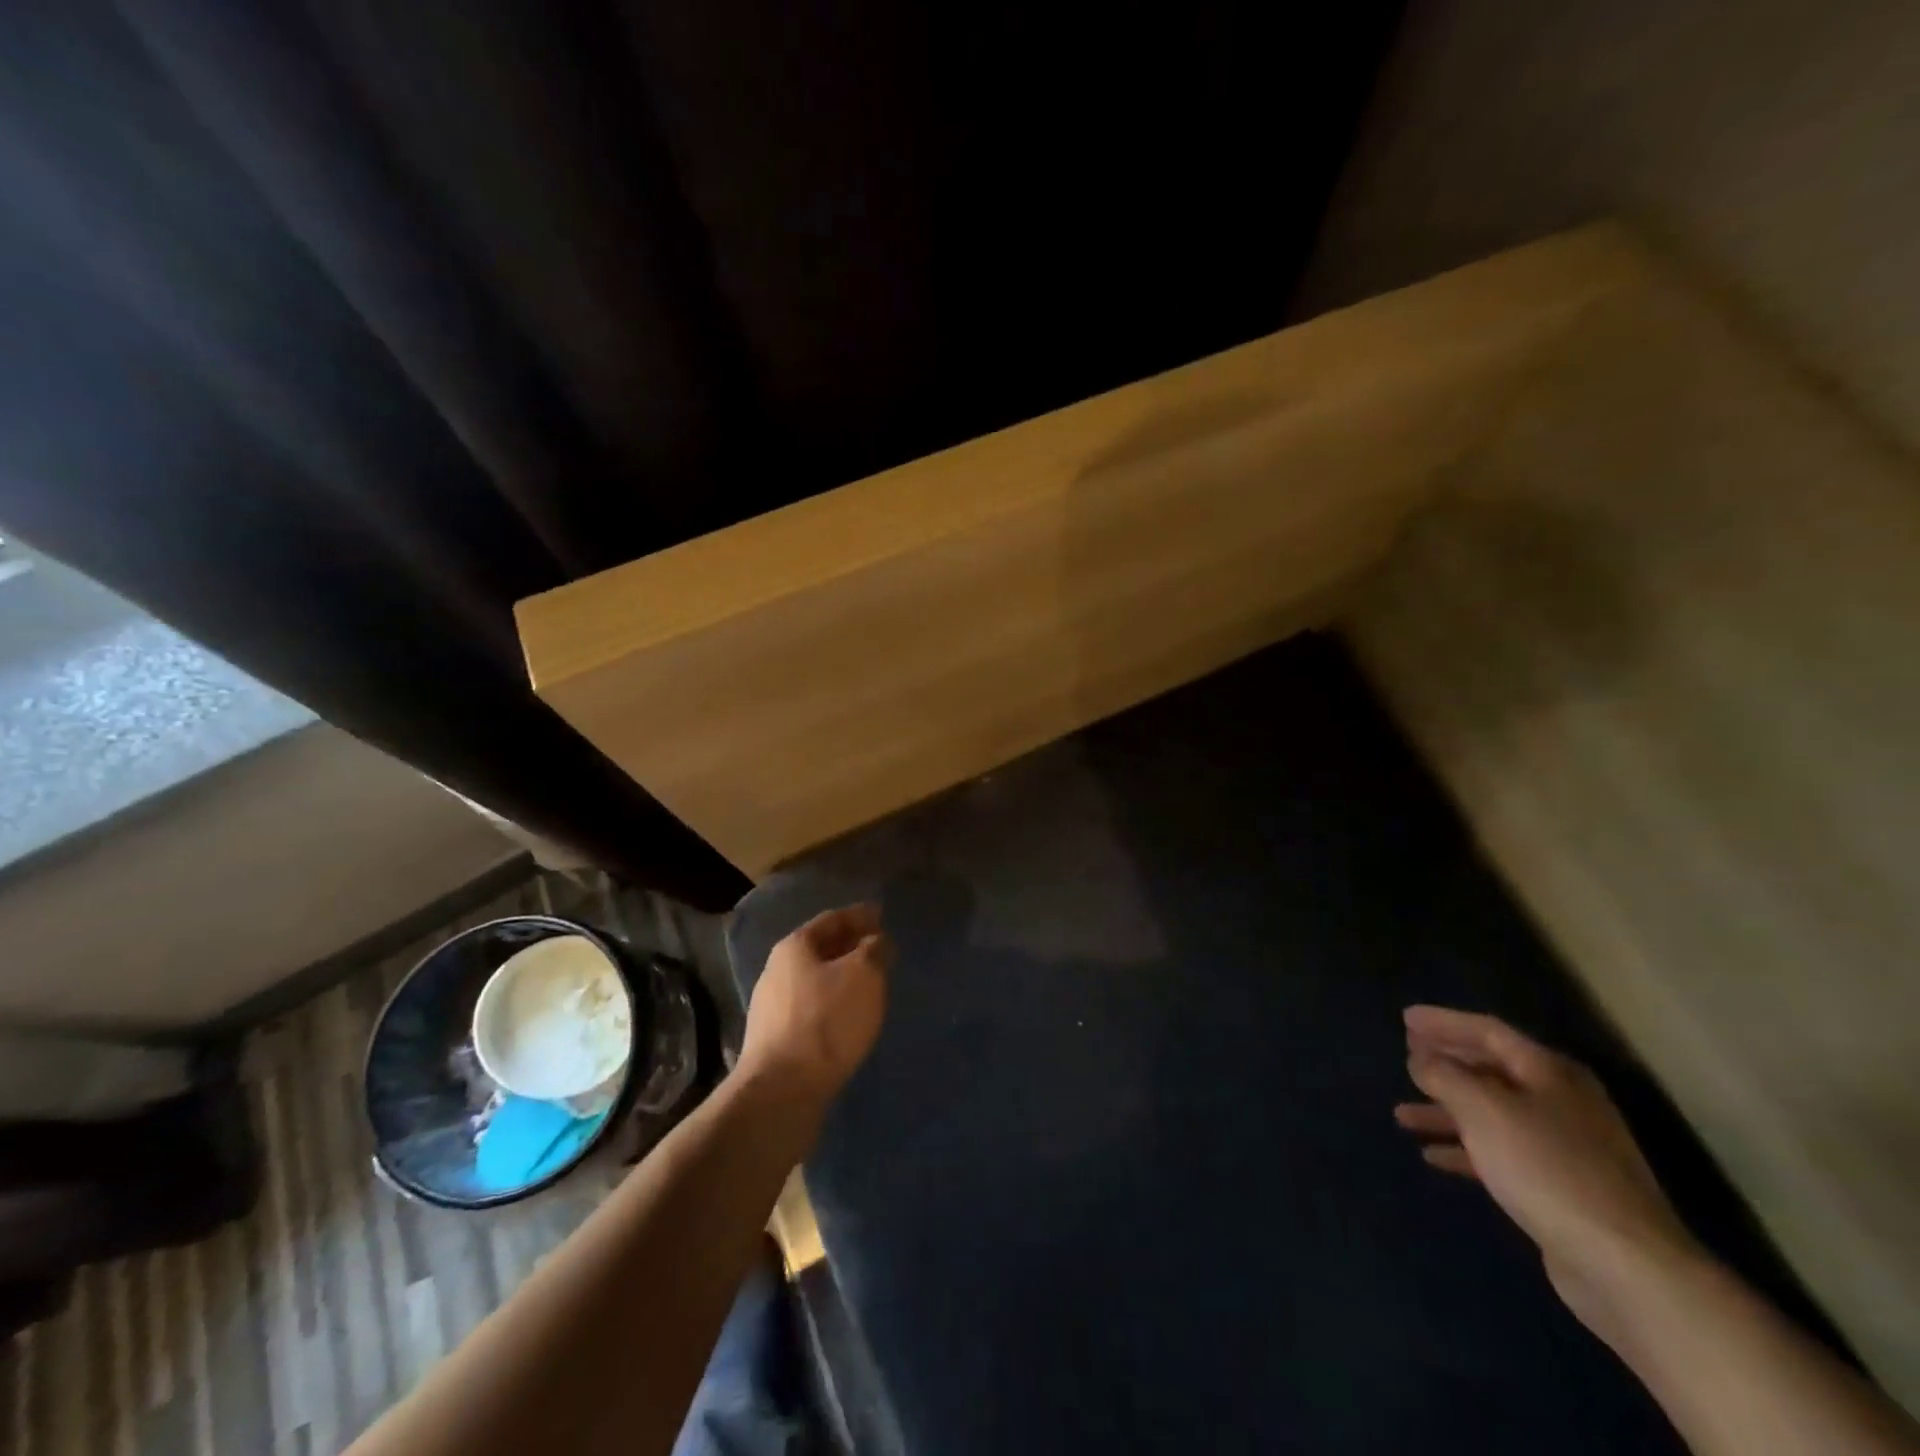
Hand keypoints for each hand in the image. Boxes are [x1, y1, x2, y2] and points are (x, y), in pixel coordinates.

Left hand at [738, 905, 891, 1111]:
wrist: (782, 1090)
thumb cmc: (827, 1020)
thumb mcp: (864, 975)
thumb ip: (874, 951)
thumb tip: (876, 941)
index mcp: (794, 947)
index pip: (832, 919)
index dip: (859, 915)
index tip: (882, 915)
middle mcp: (777, 971)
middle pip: (820, 949)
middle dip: (851, 946)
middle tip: (879, 947)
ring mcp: (772, 1008)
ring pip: (816, 980)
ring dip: (842, 977)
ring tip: (870, 982)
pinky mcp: (775, 1040)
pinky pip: (812, 1008)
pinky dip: (834, 1003)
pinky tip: (850, 1015)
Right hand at [1394, 1006, 1699, 1343]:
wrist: (1625, 1266)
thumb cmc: (1547, 1168)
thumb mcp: (1482, 1109)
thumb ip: (1444, 1075)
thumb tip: (1420, 1058)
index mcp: (1550, 1073)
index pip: (1488, 1031)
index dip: (1444, 1022)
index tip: (1405, 1018)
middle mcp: (1561, 1101)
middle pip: (1492, 1069)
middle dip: (1446, 1062)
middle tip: (1406, 1056)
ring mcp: (1565, 1147)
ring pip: (1492, 1114)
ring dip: (1446, 1110)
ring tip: (1403, 1114)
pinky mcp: (1560, 1188)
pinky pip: (1501, 1153)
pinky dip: (1465, 1149)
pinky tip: (1433, 1156)